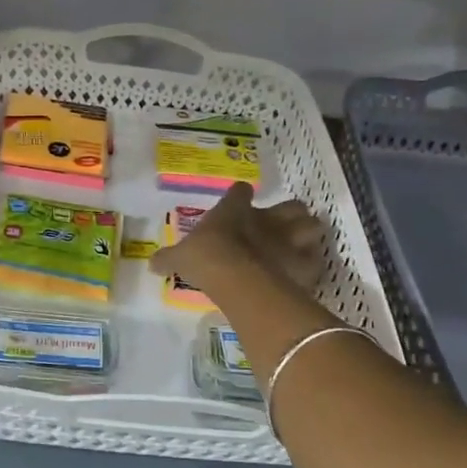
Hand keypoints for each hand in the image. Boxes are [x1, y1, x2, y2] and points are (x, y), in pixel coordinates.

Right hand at [150, 182, 325, 297]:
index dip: (240, 196)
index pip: (241, 191)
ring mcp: (290, 240)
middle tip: (282, 226)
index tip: (239, 200)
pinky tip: (303, 274)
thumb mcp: (180, 256)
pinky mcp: (304, 264)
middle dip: (291, 214)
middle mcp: (268, 219)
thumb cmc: (206, 257)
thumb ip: (168, 258)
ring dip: (308, 236)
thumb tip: (151, 263)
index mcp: (236, 209)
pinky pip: (315, 262)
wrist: (236, 275)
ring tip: (300, 246)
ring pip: (313, 227)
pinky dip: (311, 267)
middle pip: (293, 206)